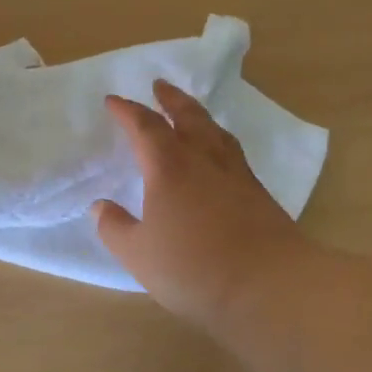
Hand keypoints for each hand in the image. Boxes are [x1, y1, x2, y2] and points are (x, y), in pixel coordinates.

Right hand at [94, 80, 305, 328]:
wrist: (271, 286)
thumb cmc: (195, 268)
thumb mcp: (139, 254)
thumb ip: (115, 228)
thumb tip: (100, 207)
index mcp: (169, 168)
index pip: (144, 127)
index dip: (127, 112)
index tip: (113, 101)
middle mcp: (203, 161)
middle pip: (187, 117)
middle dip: (170, 99)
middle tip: (160, 85)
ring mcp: (236, 175)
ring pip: (215, 132)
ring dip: (198, 115)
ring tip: (190, 112)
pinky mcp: (258, 194)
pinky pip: (232, 153)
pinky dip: (218, 141)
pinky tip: (218, 156)